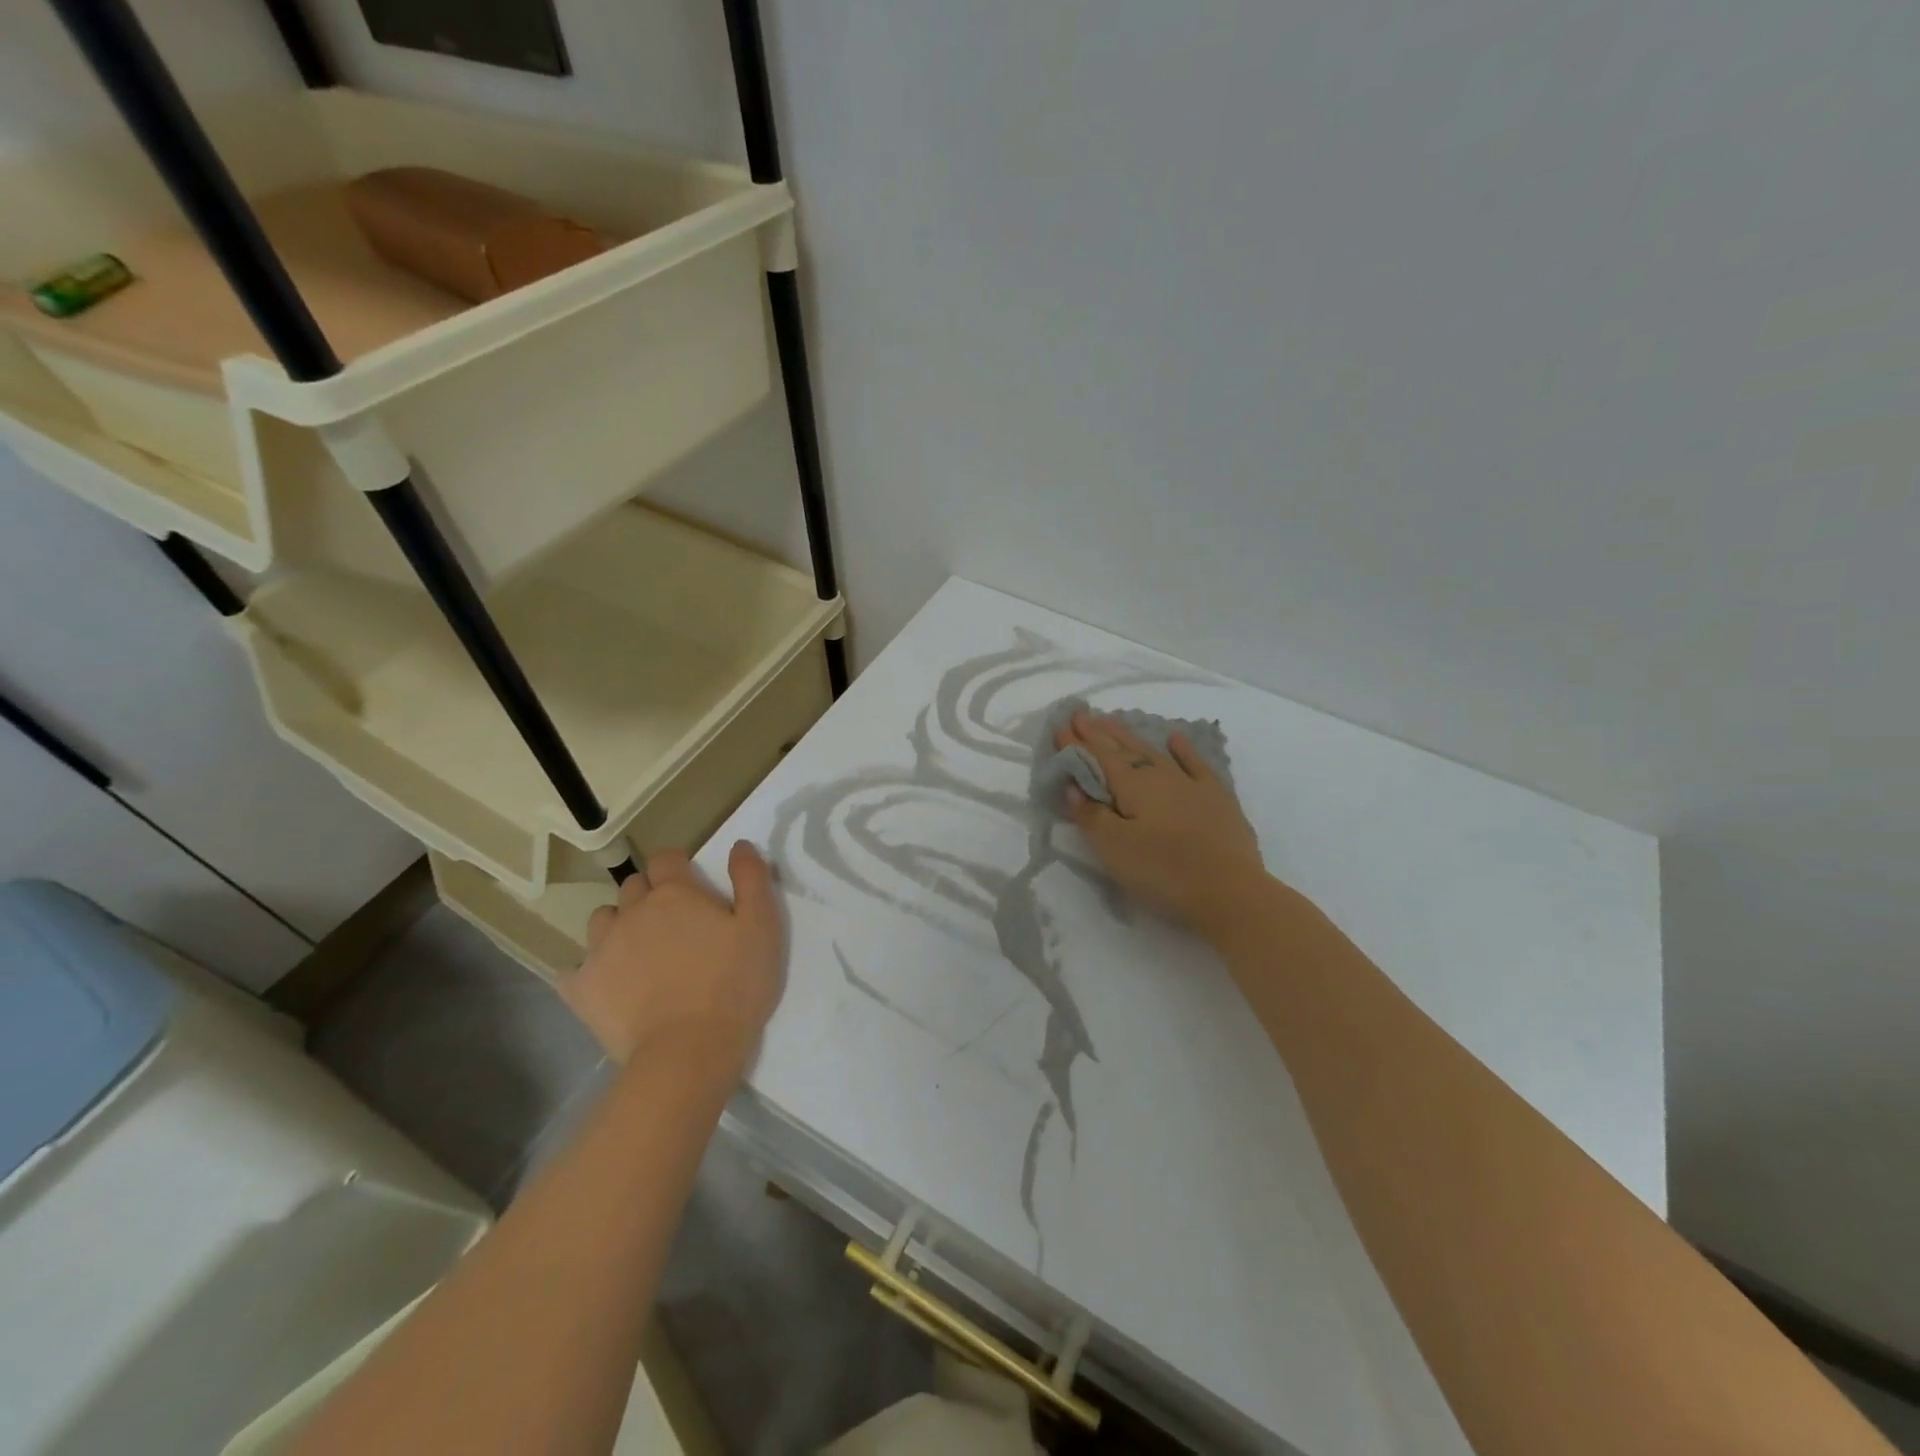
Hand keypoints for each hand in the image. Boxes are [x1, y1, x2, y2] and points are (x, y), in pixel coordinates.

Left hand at [561, 842, 784, 1070]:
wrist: (688, 1052)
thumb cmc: (734, 985)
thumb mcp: (762, 926)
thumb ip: (751, 878)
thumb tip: (739, 844)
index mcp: (675, 894)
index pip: (666, 858)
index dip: (678, 866)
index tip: (692, 885)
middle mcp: (632, 912)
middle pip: (633, 886)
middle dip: (650, 895)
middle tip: (673, 923)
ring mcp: (601, 950)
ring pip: (602, 920)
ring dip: (619, 926)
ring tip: (640, 952)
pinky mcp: (582, 989)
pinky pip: (573, 969)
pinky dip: (588, 970)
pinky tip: (607, 984)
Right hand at [1057, 710, 1269, 932]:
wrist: (1231, 892)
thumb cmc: (1164, 871)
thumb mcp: (1115, 848)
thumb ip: (1092, 815)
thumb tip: (1074, 786)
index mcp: (1133, 785)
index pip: (1098, 757)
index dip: (1077, 743)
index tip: (1060, 724)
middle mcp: (1160, 776)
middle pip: (1124, 749)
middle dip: (1100, 732)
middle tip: (1081, 714)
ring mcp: (1191, 785)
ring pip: (1154, 752)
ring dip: (1131, 737)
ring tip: (1113, 721)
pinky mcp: (1217, 799)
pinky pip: (1196, 765)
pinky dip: (1184, 750)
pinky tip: (1176, 739)